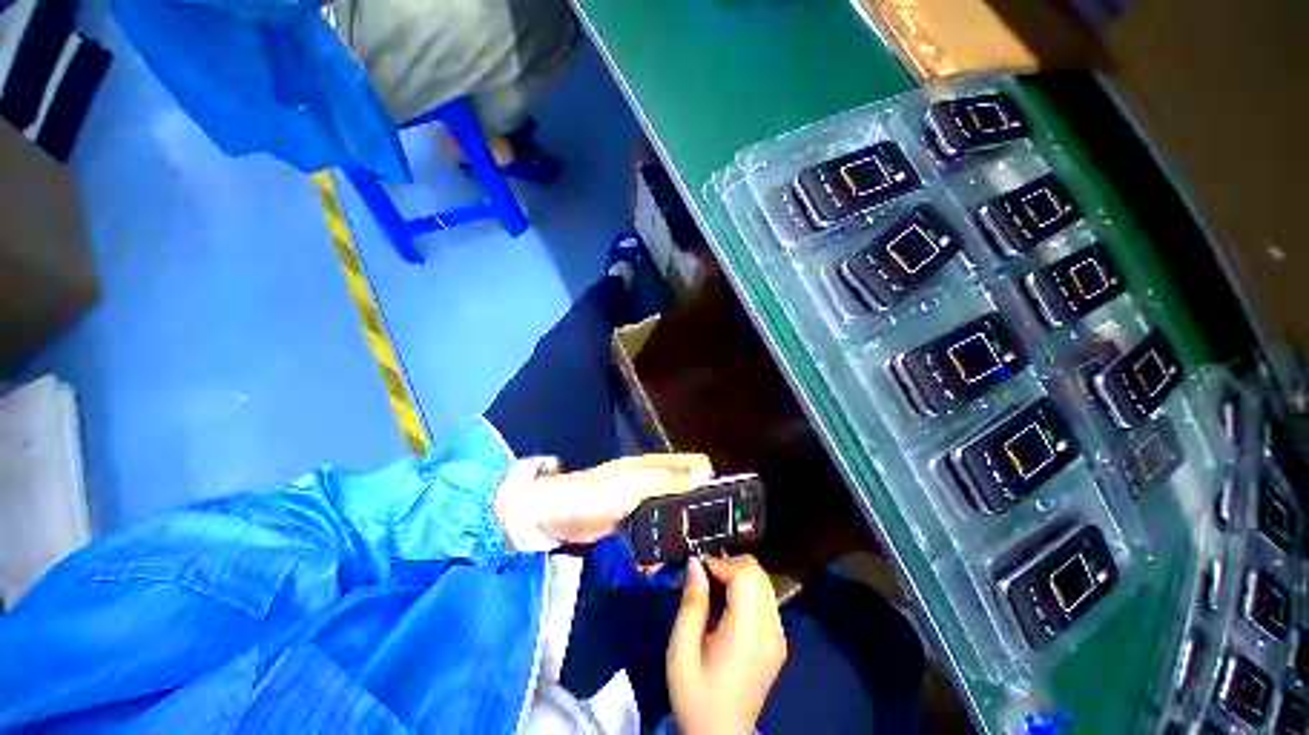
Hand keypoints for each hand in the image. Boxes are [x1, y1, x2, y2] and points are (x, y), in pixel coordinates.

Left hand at [530, 453, 712, 543]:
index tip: (724, 503)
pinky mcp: (630, 523)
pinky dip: (657, 545)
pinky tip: (658, 563)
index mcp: (655, 466)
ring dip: (677, 530)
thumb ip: (669, 479)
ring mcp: (641, 503)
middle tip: (710, 535)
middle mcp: (652, 481)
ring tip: (687, 553)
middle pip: (684, 490)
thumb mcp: (636, 483)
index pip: (691, 464)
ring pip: (670, 513)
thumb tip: (705, 473)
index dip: (708, 478)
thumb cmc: (598, 493)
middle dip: (697, 508)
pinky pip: (652, 532)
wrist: (558, 515)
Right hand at [667, 556, 786, 734]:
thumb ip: (691, 603)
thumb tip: (696, 562)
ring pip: (763, 582)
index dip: (721, 563)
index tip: (698, 571)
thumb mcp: (681, 650)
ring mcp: (779, 636)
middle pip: (758, 573)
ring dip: (737, 575)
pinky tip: (727, 607)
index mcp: (748, 634)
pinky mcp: (779, 641)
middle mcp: (771, 630)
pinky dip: (746, 590)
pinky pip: (765, 598)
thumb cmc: (695, 694)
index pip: (746, 574)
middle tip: (703, 579)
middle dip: (729, 565)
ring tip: (713, 592)